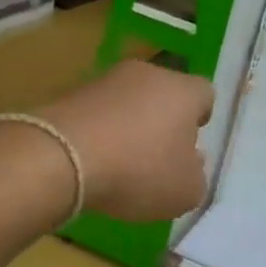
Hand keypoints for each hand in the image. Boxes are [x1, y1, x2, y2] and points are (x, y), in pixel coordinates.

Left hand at [37, 61, 213, 221]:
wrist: (61, 156)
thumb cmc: (138, 171)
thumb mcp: (185, 192)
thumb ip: (196, 177)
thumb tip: (191, 162)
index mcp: (183, 91)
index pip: (204, 94)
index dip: (201, 118)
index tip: (191, 143)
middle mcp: (147, 74)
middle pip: (164, 93)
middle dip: (163, 120)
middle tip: (158, 155)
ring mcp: (106, 79)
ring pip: (128, 100)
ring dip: (129, 124)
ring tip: (121, 162)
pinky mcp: (71, 92)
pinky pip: (97, 111)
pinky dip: (99, 131)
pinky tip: (93, 160)